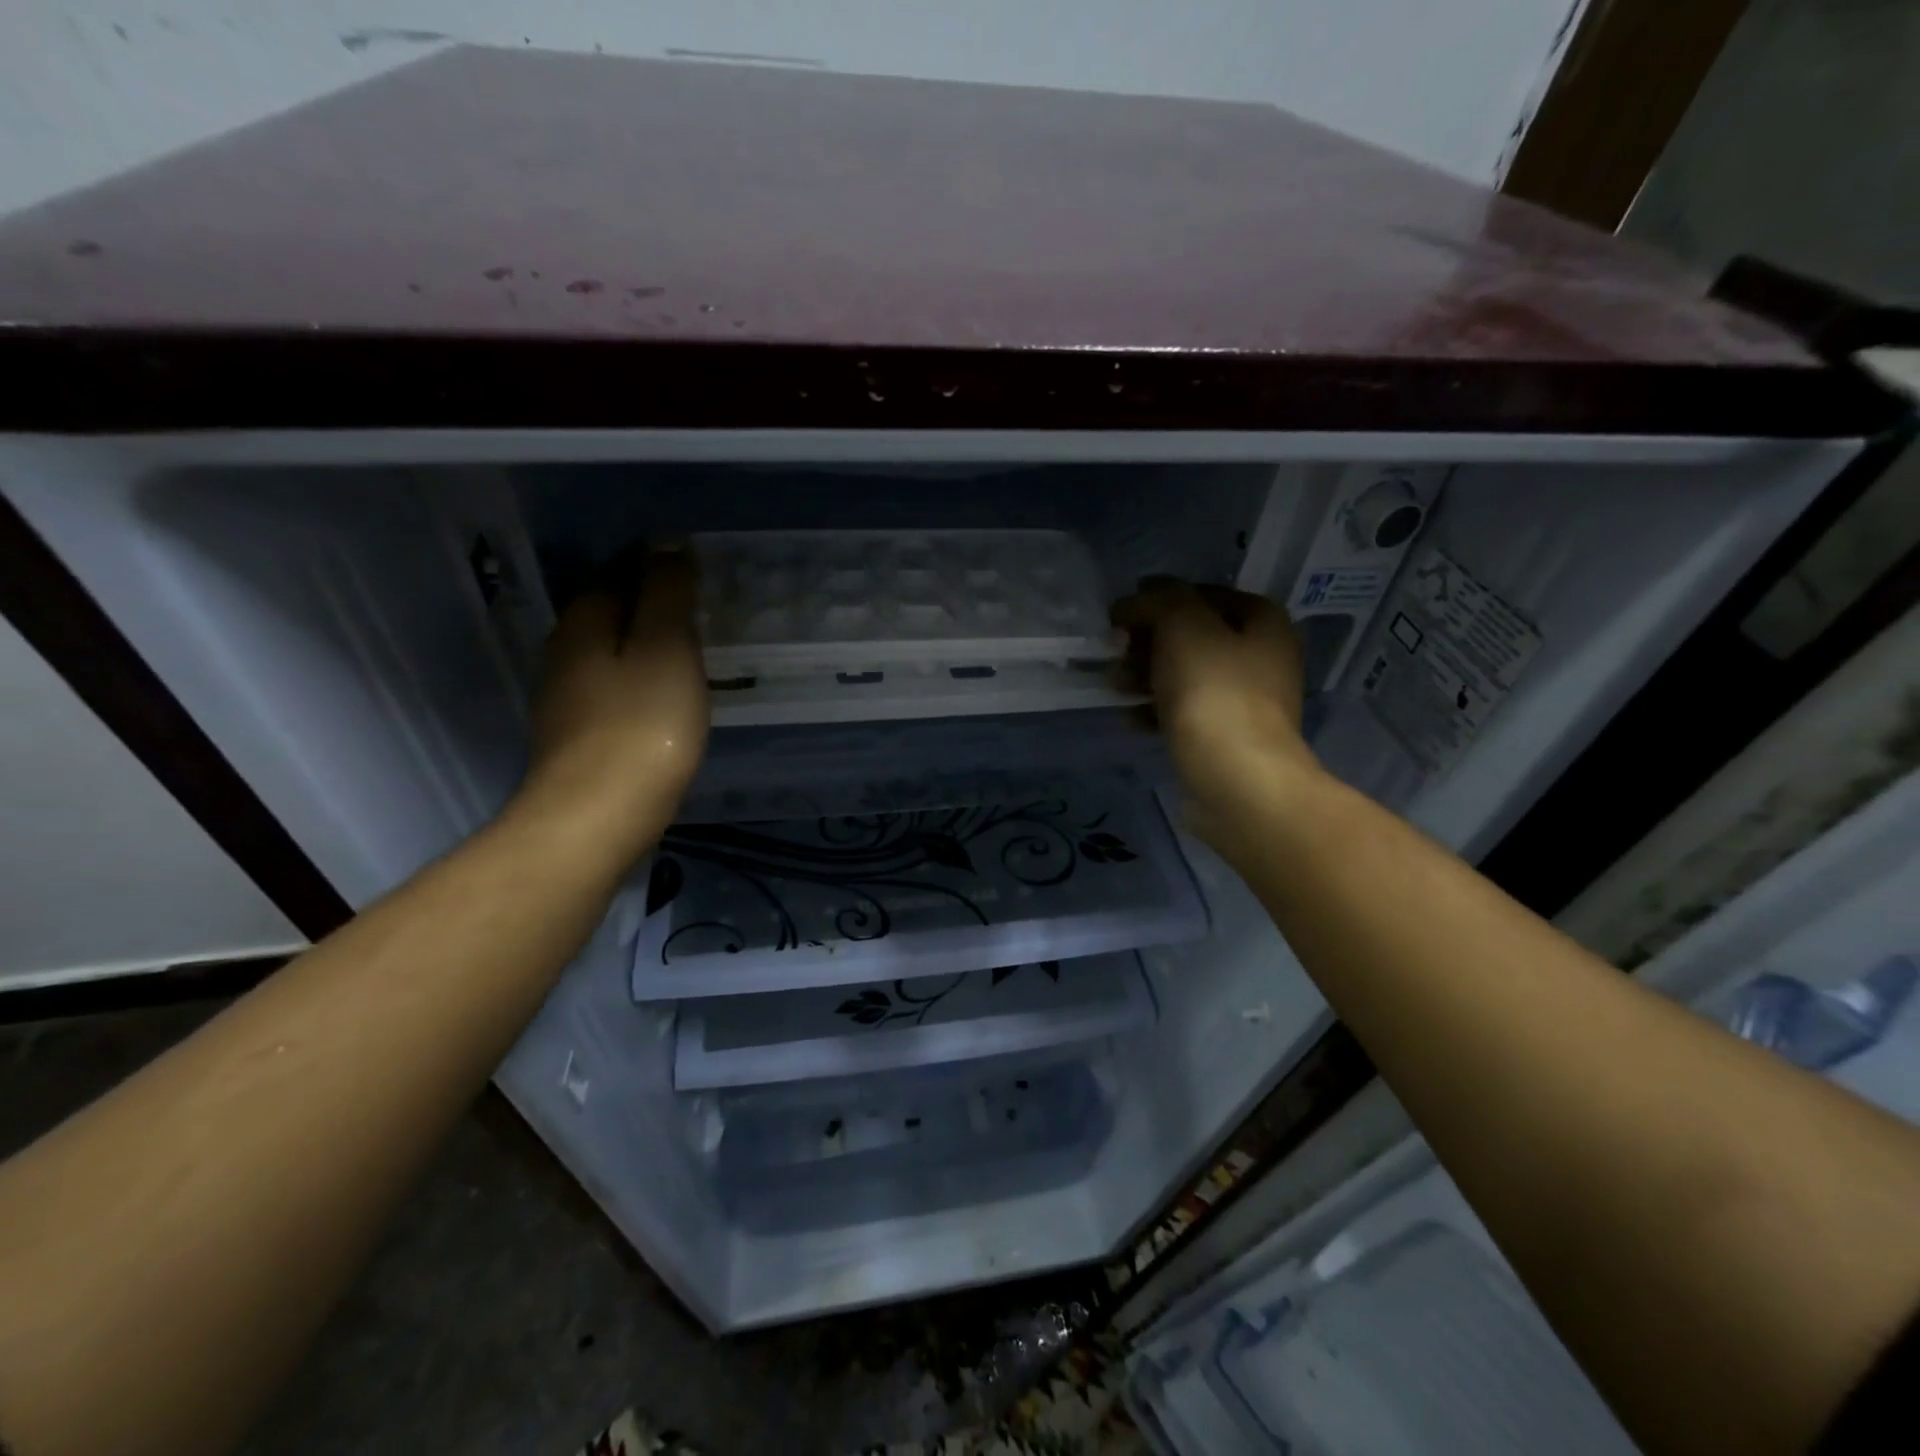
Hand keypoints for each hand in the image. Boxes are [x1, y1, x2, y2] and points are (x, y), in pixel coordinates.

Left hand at [512, 546, 709, 860]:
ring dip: (643, 643)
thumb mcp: (666, 648)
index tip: (697, 574)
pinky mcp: (574, 733)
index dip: (656, 566)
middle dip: (648, 603)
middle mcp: (563, 650)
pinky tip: (662, 695)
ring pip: (608, 650)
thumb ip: (667, 593)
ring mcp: (564, 696)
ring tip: (688, 649)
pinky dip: (637, 678)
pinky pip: (610, 686)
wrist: (597, 816)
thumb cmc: (642, 726)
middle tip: (700, 609)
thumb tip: (667, 542)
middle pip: (608, 610)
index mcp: (584, 621)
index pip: (619, 572)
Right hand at [1111, 578, 1320, 844]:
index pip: (1203, 594)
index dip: (1159, 599)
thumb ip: (1160, 600)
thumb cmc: (1214, 694)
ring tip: (1113, 686)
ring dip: (1144, 676)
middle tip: (1113, 651)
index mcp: (1262, 622)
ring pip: (1185, 676)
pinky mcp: (1225, 739)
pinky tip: (1130, 719)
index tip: (1120, 616)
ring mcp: (1244, 702)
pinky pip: (1184, 713)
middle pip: (1192, 637)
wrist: (1238, 782)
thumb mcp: (1184, 626)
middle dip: (1146, 642)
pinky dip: (1155, 711)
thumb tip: (1138, 600)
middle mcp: (1260, 658)